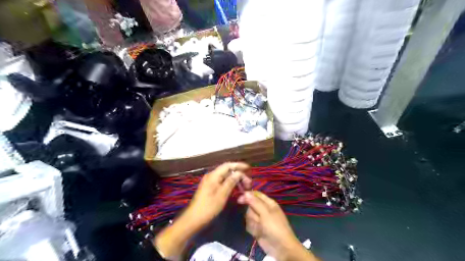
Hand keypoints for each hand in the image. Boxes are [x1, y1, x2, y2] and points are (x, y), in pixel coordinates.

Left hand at [185, 161, 250, 223]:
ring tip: (244, 184)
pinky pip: (222, 181)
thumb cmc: (209, 207)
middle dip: (238, 173)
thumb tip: (239, 173)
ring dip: (235, 178)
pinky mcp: (210, 187)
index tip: (249, 168)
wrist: (194, 218)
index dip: (239, 165)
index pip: (228, 165)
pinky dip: (230, 183)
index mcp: (213, 175)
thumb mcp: (222, 194)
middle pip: (227, 170)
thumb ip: (231, 182)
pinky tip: (236, 187)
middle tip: (248, 182)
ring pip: (225, 176)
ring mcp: (210, 181)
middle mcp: (211, 175)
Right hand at [238, 191, 321, 260]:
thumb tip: (245, 192)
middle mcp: (263, 209)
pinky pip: (249, 224)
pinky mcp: (256, 228)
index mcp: (268, 203)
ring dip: (253, 222)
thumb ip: (255, 202)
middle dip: (252, 214)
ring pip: (248, 215)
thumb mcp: (265, 213)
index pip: (256, 194)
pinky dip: (252, 229)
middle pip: (250, 206)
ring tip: (260, 228)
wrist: (280, 248)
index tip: (240, 199)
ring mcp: (260, 219)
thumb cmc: (275, 227)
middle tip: (258, 219)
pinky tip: (258, 233)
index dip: (247, 195)